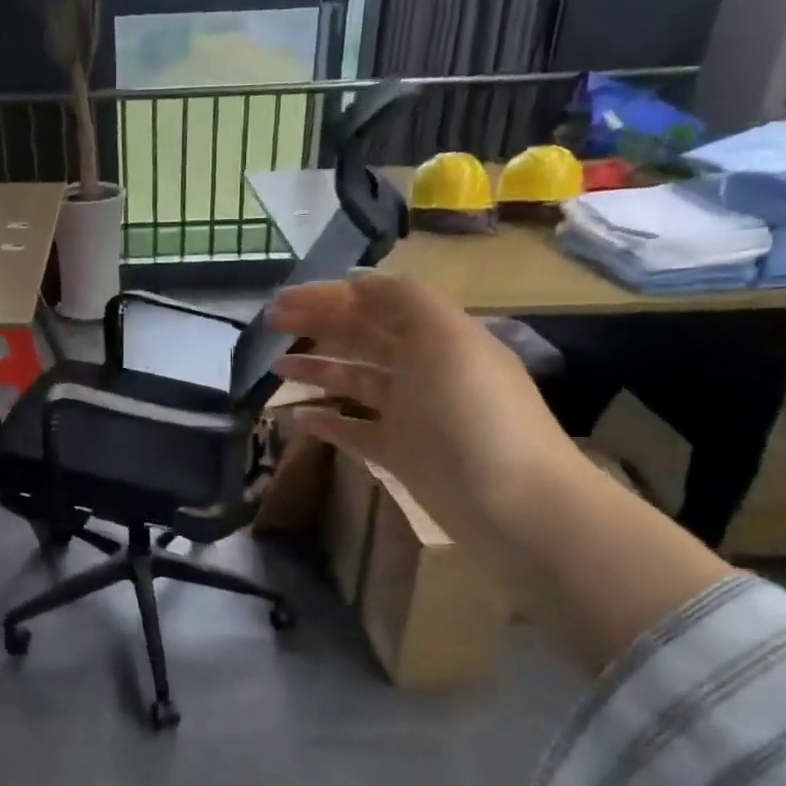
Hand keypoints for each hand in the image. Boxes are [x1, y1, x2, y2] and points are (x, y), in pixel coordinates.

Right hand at [269, 272, 585, 551]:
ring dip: (317, 370)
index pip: (378, 303)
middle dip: (318, 325)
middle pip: (362, 337)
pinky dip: (327, 422)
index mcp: (437, 337)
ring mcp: (410, 414)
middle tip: (271, 325)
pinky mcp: (400, 454)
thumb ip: (406, 302)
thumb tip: (358, 280)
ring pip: (354, 382)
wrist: (514, 505)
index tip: (286, 301)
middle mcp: (423, 369)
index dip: (332, 297)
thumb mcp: (449, 341)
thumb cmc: (478, 415)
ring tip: (276, 369)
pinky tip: (296, 419)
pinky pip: (354, 431)